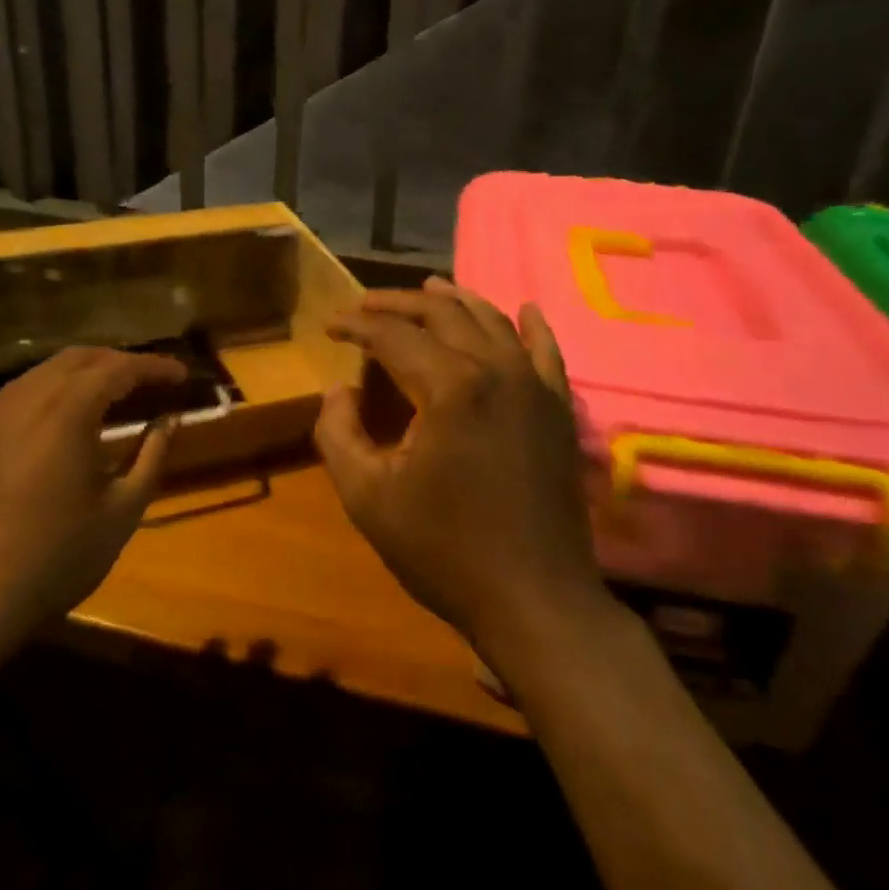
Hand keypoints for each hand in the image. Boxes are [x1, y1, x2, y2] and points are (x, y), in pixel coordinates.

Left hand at [0, 347, 186, 651]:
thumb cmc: (56, 556)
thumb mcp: (122, 511)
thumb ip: (151, 457)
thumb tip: (169, 420)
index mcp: (68, 410)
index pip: (119, 368)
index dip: (154, 366)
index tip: (181, 374)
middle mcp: (26, 397)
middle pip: (79, 358)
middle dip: (118, 361)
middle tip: (148, 380)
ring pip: (44, 372)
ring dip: (82, 374)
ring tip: (108, 395)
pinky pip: (17, 395)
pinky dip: (49, 393)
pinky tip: (59, 423)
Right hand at [316, 278, 611, 659]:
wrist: (536, 601)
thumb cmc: (445, 551)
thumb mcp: (367, 497)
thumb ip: (338, 434)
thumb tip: (338, 390)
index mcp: (449, 386)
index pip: (394, 335)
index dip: (356, 325)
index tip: (330, 326)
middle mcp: (496, 369)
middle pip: (443, 314)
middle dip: (399, 303)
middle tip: (366, 305)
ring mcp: (535, 387)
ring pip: (492, 321)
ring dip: (455, 301)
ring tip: (428, 288)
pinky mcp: (558, 410)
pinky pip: (546, 352)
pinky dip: (532, 326)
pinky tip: (526, 309)